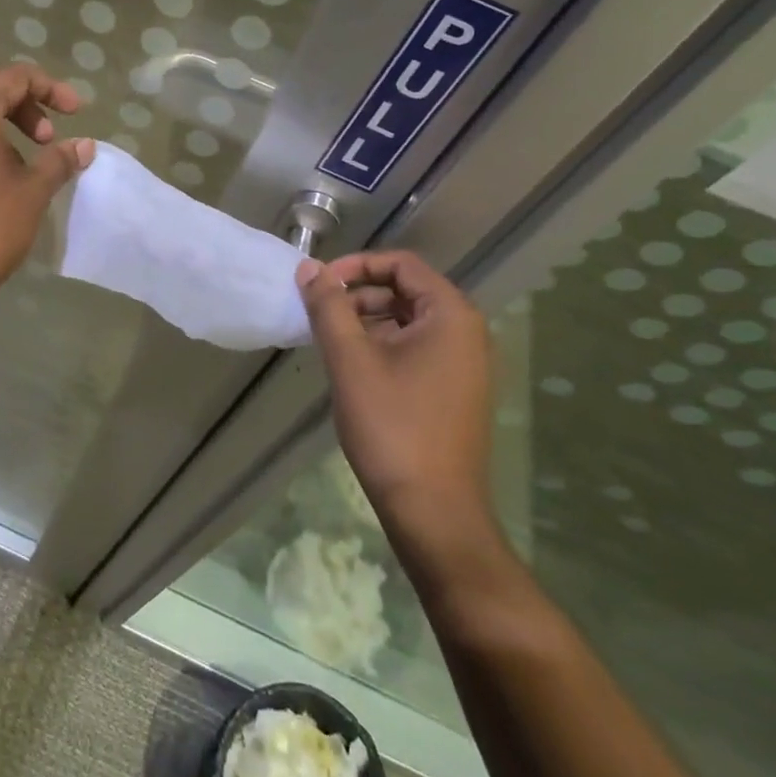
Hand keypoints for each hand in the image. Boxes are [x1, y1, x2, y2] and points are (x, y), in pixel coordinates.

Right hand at [296, 251, 497, 547]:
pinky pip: (416, 348)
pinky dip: (382, 346)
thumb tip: (309, 267)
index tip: (319, 285)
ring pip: (408, 321)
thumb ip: (328, 306)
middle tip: (319, 315)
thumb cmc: (392, 427)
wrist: (434, 512)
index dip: (356, 266)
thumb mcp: (350, 360)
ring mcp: (464, 364)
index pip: (401, 264)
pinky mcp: (455, 390)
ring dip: (367, 322)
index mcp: (451, 315)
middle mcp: (466, 332)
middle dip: (358, 295)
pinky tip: (352, 369)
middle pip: (406, 290)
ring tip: (330, 343)